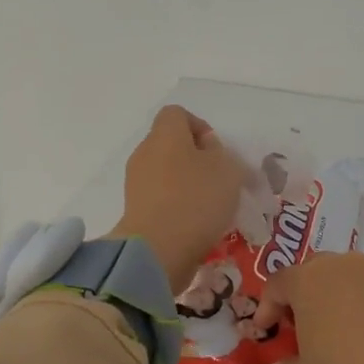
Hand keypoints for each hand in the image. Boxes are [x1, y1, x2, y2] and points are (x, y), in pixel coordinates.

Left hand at [108, 106, 248, 293]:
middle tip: (220, 179)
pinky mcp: (136, 211)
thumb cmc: (196, 199)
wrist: (158, 250)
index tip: (217, 150)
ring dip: (188, 184)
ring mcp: (136, 183)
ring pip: (167, 173)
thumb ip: (220, 152)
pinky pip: (161, 198)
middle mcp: (145, 153)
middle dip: (197, 158)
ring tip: (212, 205)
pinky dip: (178, 205)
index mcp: (165, 135)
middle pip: (171, 144)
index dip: (199, 126)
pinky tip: (196, 223)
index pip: (177, 114)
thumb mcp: (227, 168)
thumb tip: (206, 149)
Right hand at [253, 254, 363, 363]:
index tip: (268, 330)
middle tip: (304, 324)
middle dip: (304, 293)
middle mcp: (344, 265)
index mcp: (309, 282)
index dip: (268, 306)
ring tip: (343, 328)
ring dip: (340, 295)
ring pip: (350, 275)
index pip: (278, 283)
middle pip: (314, 270)